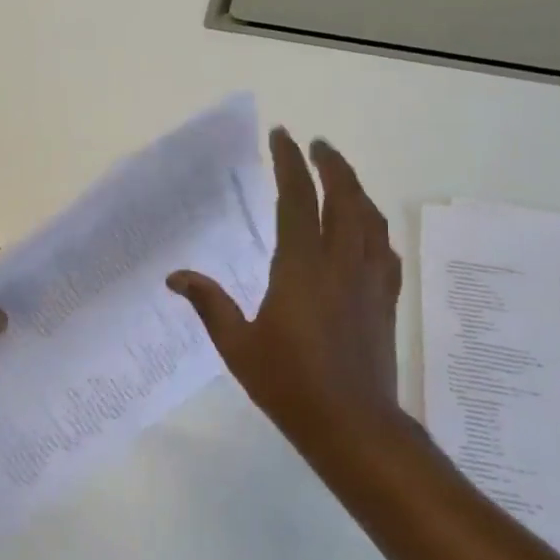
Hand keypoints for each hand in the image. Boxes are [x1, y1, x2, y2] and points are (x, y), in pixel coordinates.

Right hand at [169, 129, 407, 460]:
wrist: (351, 423)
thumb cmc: (288, 384)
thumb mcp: (237, 346)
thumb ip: (209, 305)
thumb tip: (175, 277)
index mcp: (301, 268)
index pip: (297, 200)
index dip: (290, 164)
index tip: (283, 136)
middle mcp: (340, 264)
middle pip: (343, 198)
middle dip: (331, 164)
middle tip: (316, 145)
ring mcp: (369, 281)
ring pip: (369, 219)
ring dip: (355, 189)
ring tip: (340, 176)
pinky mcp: (384, 300)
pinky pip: (384, 250)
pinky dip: (374, 228)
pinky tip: (367, 230)